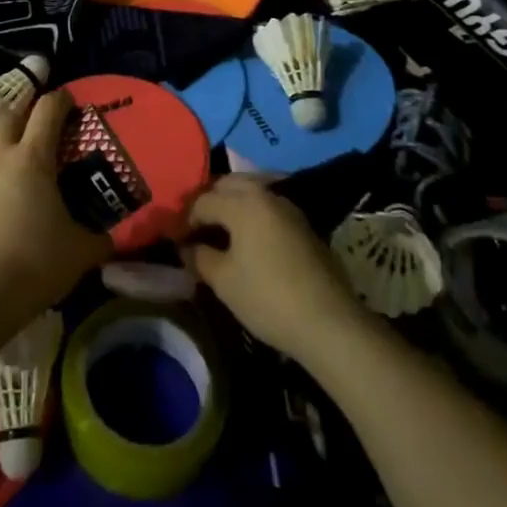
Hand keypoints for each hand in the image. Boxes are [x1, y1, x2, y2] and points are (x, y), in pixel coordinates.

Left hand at [0, 90, 109, 320]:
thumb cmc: (37, 263)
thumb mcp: (81, 251)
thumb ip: (98, 239)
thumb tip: (109, 240)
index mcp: (34, 159)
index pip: (48, 110)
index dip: (60, 100)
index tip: (68, 100)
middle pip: (6, 117)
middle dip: (21, 115)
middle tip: (33, 128)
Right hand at [180, 176, 368, 363]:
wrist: (329, 322)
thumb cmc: (267, 298)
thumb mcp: (223, 281)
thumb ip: (200, 256)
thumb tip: (188, 247)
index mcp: (242, 202)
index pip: (203, 200)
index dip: (185, 220)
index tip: (176, 240)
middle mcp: (265, 194)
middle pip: (228, 185)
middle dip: (209, 201)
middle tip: (197, 228)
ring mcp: (288, 207)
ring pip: (251, 192)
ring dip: (232, 205)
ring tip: (220, 232)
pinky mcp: (304, 224)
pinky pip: (268, 208)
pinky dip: (252, 215)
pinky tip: (248, 239)